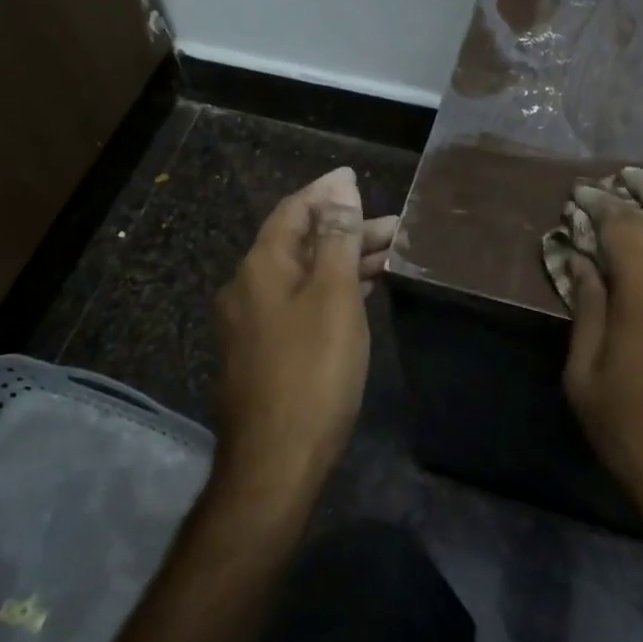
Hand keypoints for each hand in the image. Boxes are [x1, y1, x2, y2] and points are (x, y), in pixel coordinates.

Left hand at [212, 167, 396, 503]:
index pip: (293, 211)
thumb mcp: (333, 296)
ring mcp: (252, 323)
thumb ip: (337, 238)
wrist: (275, 463)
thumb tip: (340, 189)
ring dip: (341, 261)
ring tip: (388, 257)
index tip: (355, 179)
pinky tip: (359, 294)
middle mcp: (248, 288)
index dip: (326, 192)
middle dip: (345, 230)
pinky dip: (329, 290)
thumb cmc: (312, 371)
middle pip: (299, 243)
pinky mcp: (263, 353)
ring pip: (302, 275)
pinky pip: (299, 303)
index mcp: (260, 267)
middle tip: (394, 227)